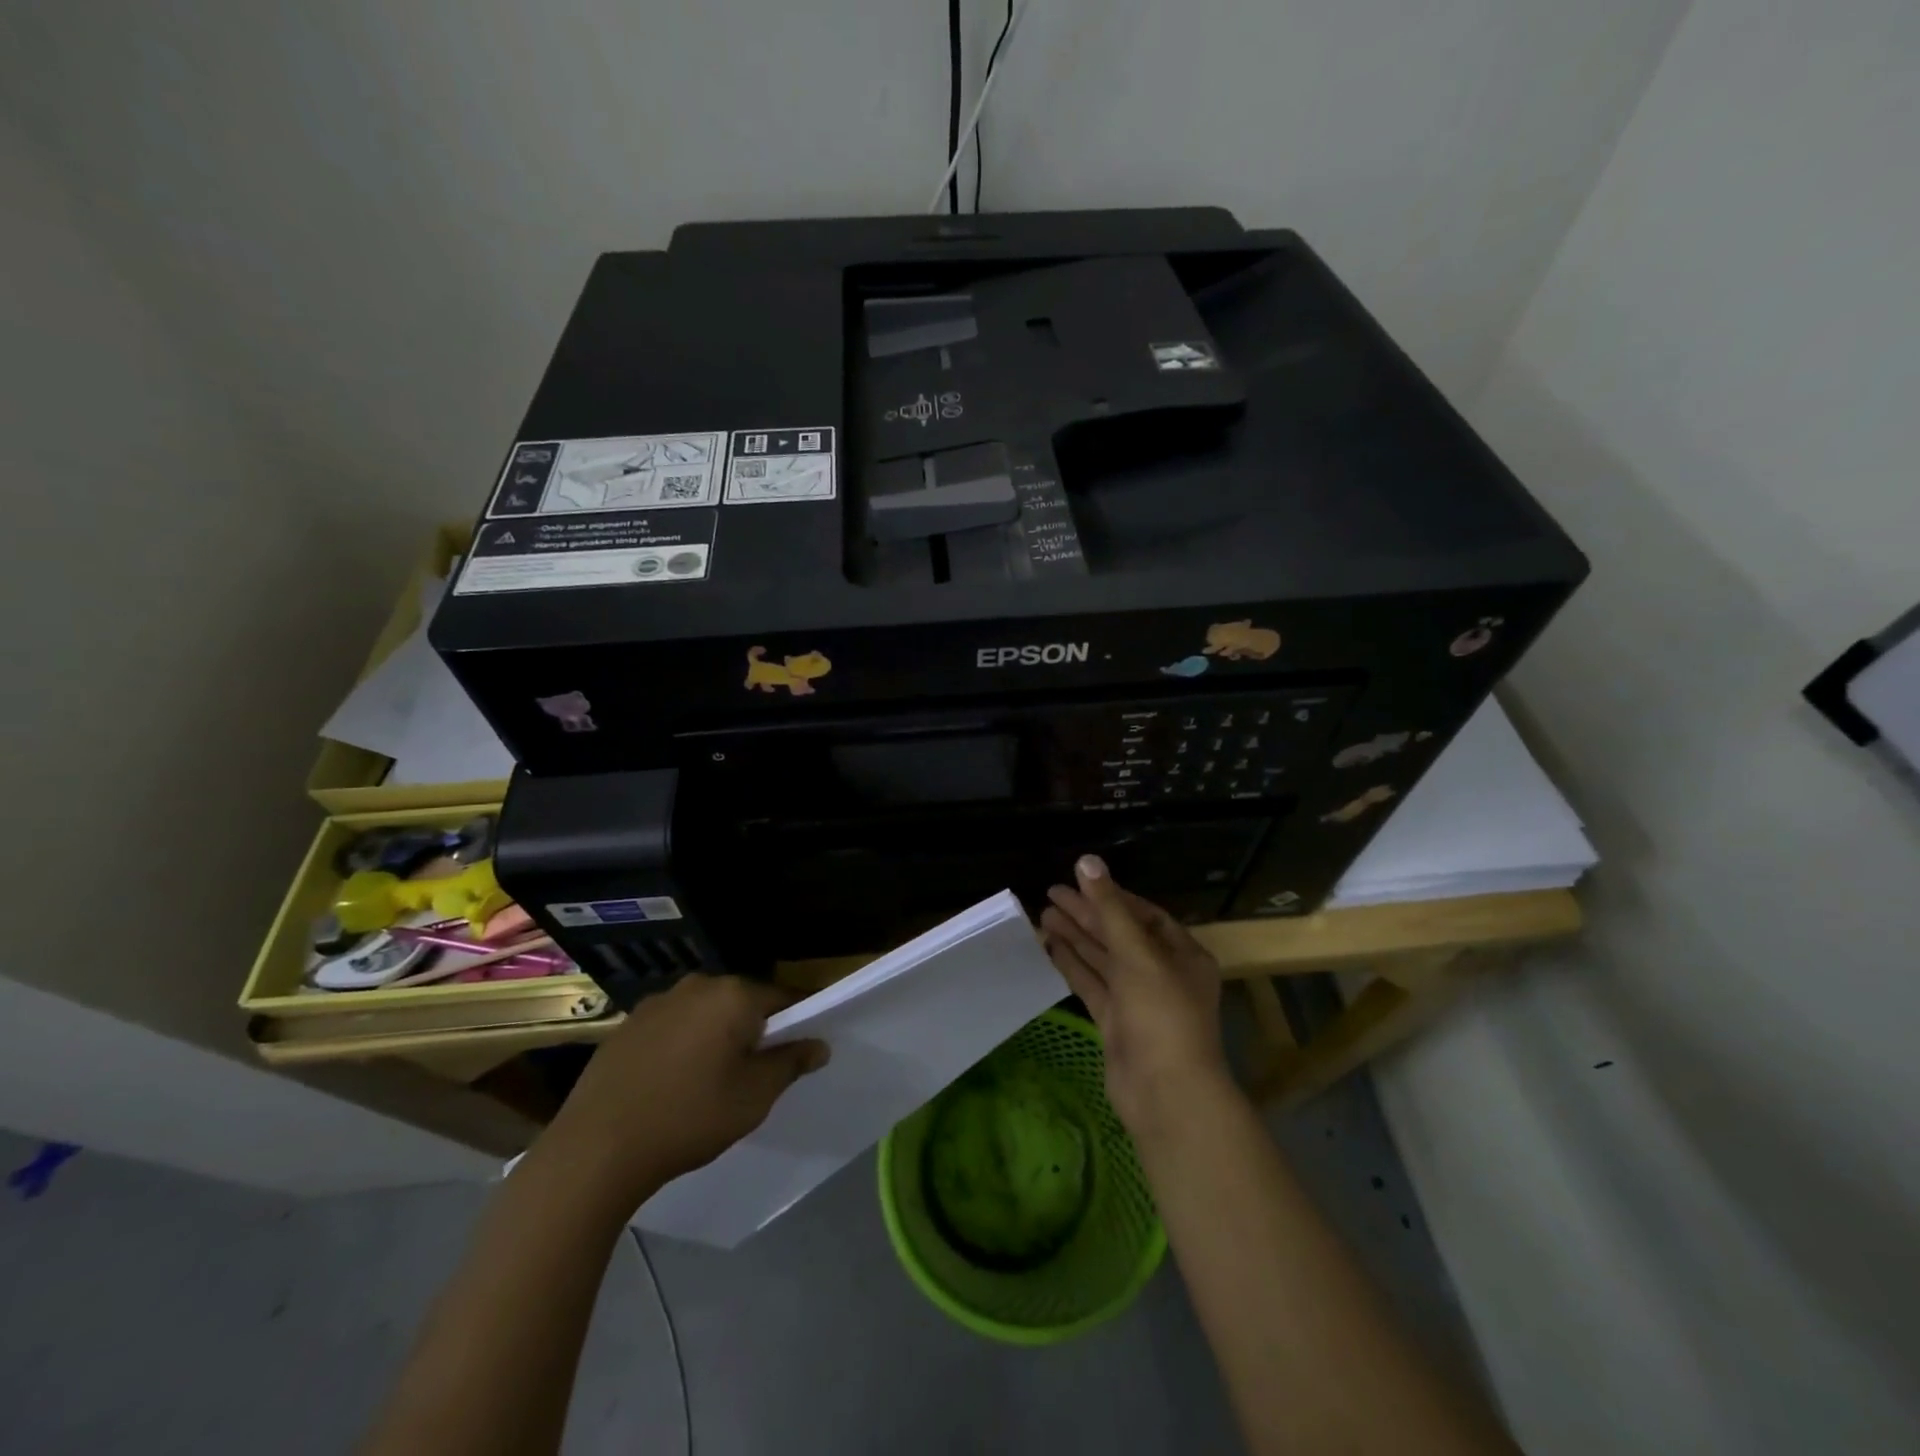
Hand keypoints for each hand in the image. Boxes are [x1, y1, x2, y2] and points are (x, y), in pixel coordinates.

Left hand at [541, 976, 828, 1210]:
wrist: (596, 1148)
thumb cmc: (690, 1116)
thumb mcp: (754, 1096)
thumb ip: (791, 1063)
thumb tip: (819, 1044)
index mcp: (733, 994)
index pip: (783, 998)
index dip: (796, 1025)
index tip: (796, 1055)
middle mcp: (697, 985)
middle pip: (742, 1002)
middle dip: (752, 1031)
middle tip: (752, 1075)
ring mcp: (657, 1002)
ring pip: (705, 1014)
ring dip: (715, 1037)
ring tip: (708, 1083)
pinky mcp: (627, 1024)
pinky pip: (672, 1027)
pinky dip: (681, 1046)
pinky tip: (670, 1084)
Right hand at [1040, 856, 1229, 1133]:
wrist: (1165, 1093)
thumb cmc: (1161, 1013)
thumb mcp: (1137, 953)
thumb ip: (1109, 907)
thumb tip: (1087, 861)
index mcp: (1182, 955)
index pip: (1145, 915)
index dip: (1113, 897)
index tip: (1081, 883)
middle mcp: (1162, 974)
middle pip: (1120, 935)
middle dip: (1087, 915)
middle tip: (1050, 894)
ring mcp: (1138, 1001)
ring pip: (1103, 960)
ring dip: (1076, 937)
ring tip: (1043, 914)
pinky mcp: (1116, 1023)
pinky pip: (1092, 985)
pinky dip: (1072, 965)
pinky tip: (1050, 946)